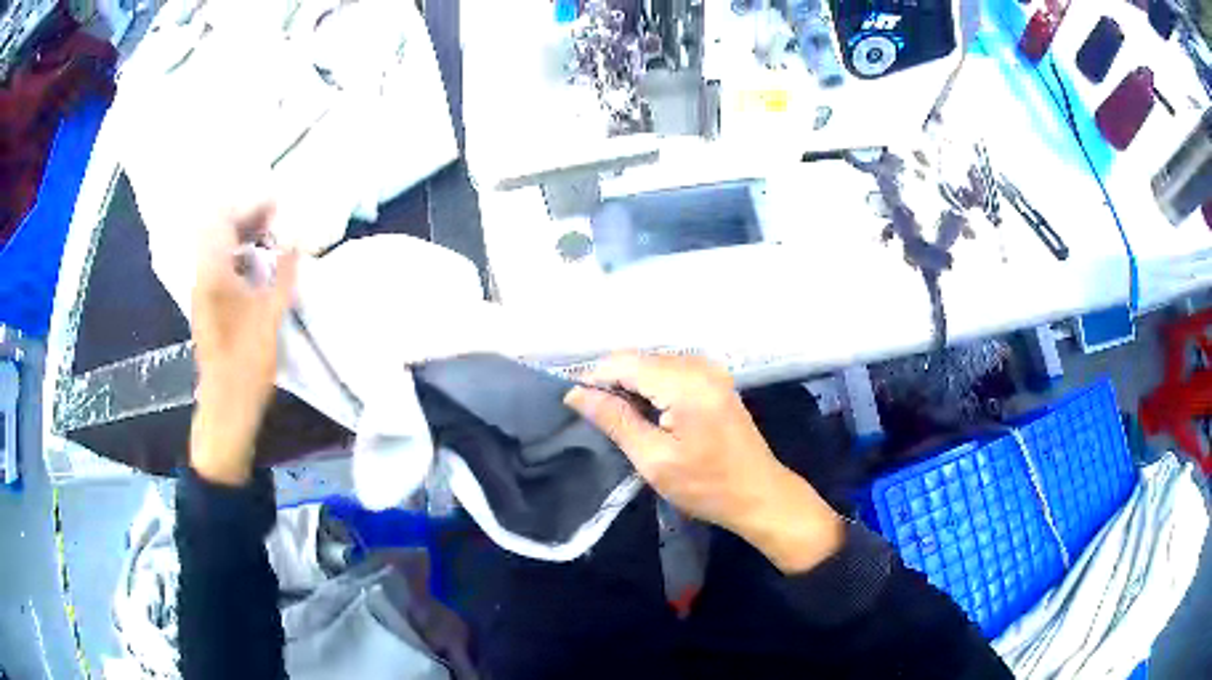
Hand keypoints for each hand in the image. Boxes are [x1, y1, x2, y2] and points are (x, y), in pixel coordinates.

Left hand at [189, 203, 298, 485]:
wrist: (225, 407)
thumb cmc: (246, 363)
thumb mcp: (270, 316)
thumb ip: (283, 274)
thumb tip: (297, 241)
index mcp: (214, 274)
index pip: (226, 219)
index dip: (252, 204)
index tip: (278, 199)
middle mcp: (203, 275)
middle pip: (219, 229)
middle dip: (248, 215)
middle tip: (278, 214)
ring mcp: (203, 290)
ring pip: (219, 247)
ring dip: (243, 234)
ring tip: (272, 233)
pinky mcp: (208, 304)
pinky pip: (220, 264)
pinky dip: (239, 254)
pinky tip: (259, 261)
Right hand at [565, 353, 844, 573]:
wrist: (760, 494)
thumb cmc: (707, 486)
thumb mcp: (654, 459)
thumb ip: (615, 420)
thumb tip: (576, 394)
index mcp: (685, 382)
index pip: (624, 363)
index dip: (593, 378)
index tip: (571, 402)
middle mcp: (699, 365)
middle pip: (639, 359)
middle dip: (611, 381)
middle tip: (592, 416)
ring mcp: (711, 369)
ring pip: (653, 363)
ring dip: (630, 384)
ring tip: (615, 417)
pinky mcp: (715, 379)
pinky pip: (671, 371)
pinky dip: (651, 386)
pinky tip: (644, 412)